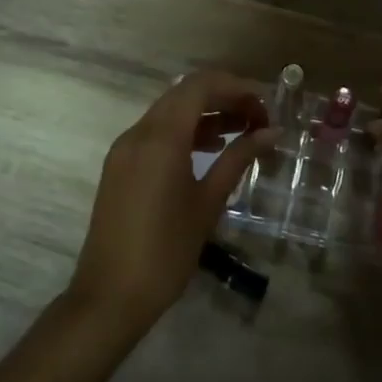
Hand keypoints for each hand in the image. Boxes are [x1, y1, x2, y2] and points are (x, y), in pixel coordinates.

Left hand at [69, 71, 275, 332]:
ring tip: (242, 131)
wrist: (110, 296)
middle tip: (258, 117)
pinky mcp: (120, 165)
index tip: (265, 104)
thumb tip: (270, 132)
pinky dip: (185, 131)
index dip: (236, 86)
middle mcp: (138, 132)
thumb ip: (238, 159)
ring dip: (205, 113)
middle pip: (184, 93)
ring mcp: (125, 148)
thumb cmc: (166, 251)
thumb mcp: (208, 202)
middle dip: (223, 97)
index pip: (200, 85)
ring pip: (169, 112)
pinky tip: (211, 148)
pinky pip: (156, 132)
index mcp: (161, 137)